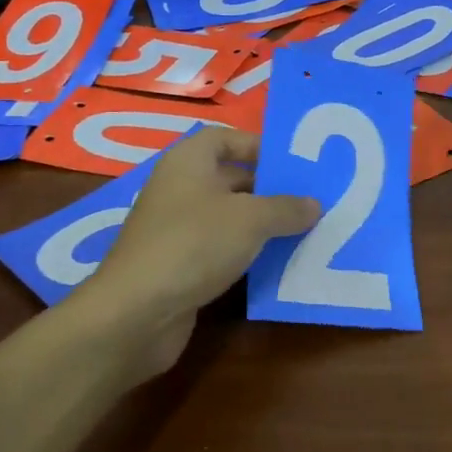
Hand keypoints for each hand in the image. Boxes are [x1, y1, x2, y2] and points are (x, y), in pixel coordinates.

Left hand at [82, 128, 319, 373]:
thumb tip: (313, 204)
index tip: (292, 164)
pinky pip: (219, 249)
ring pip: (226, 217)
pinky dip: (245, 253)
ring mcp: (175, 229)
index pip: (224, 139)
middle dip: (268, 189)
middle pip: (229, 178)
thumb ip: (286, 208)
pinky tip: (275, 264)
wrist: (137, 313)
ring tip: (303, 230)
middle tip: (309, 200)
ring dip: (260, 224)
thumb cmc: (194, 244)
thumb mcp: (251, 219)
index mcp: (188, 162)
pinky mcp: (178, 265)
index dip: (257, 146)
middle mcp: (178, 189)